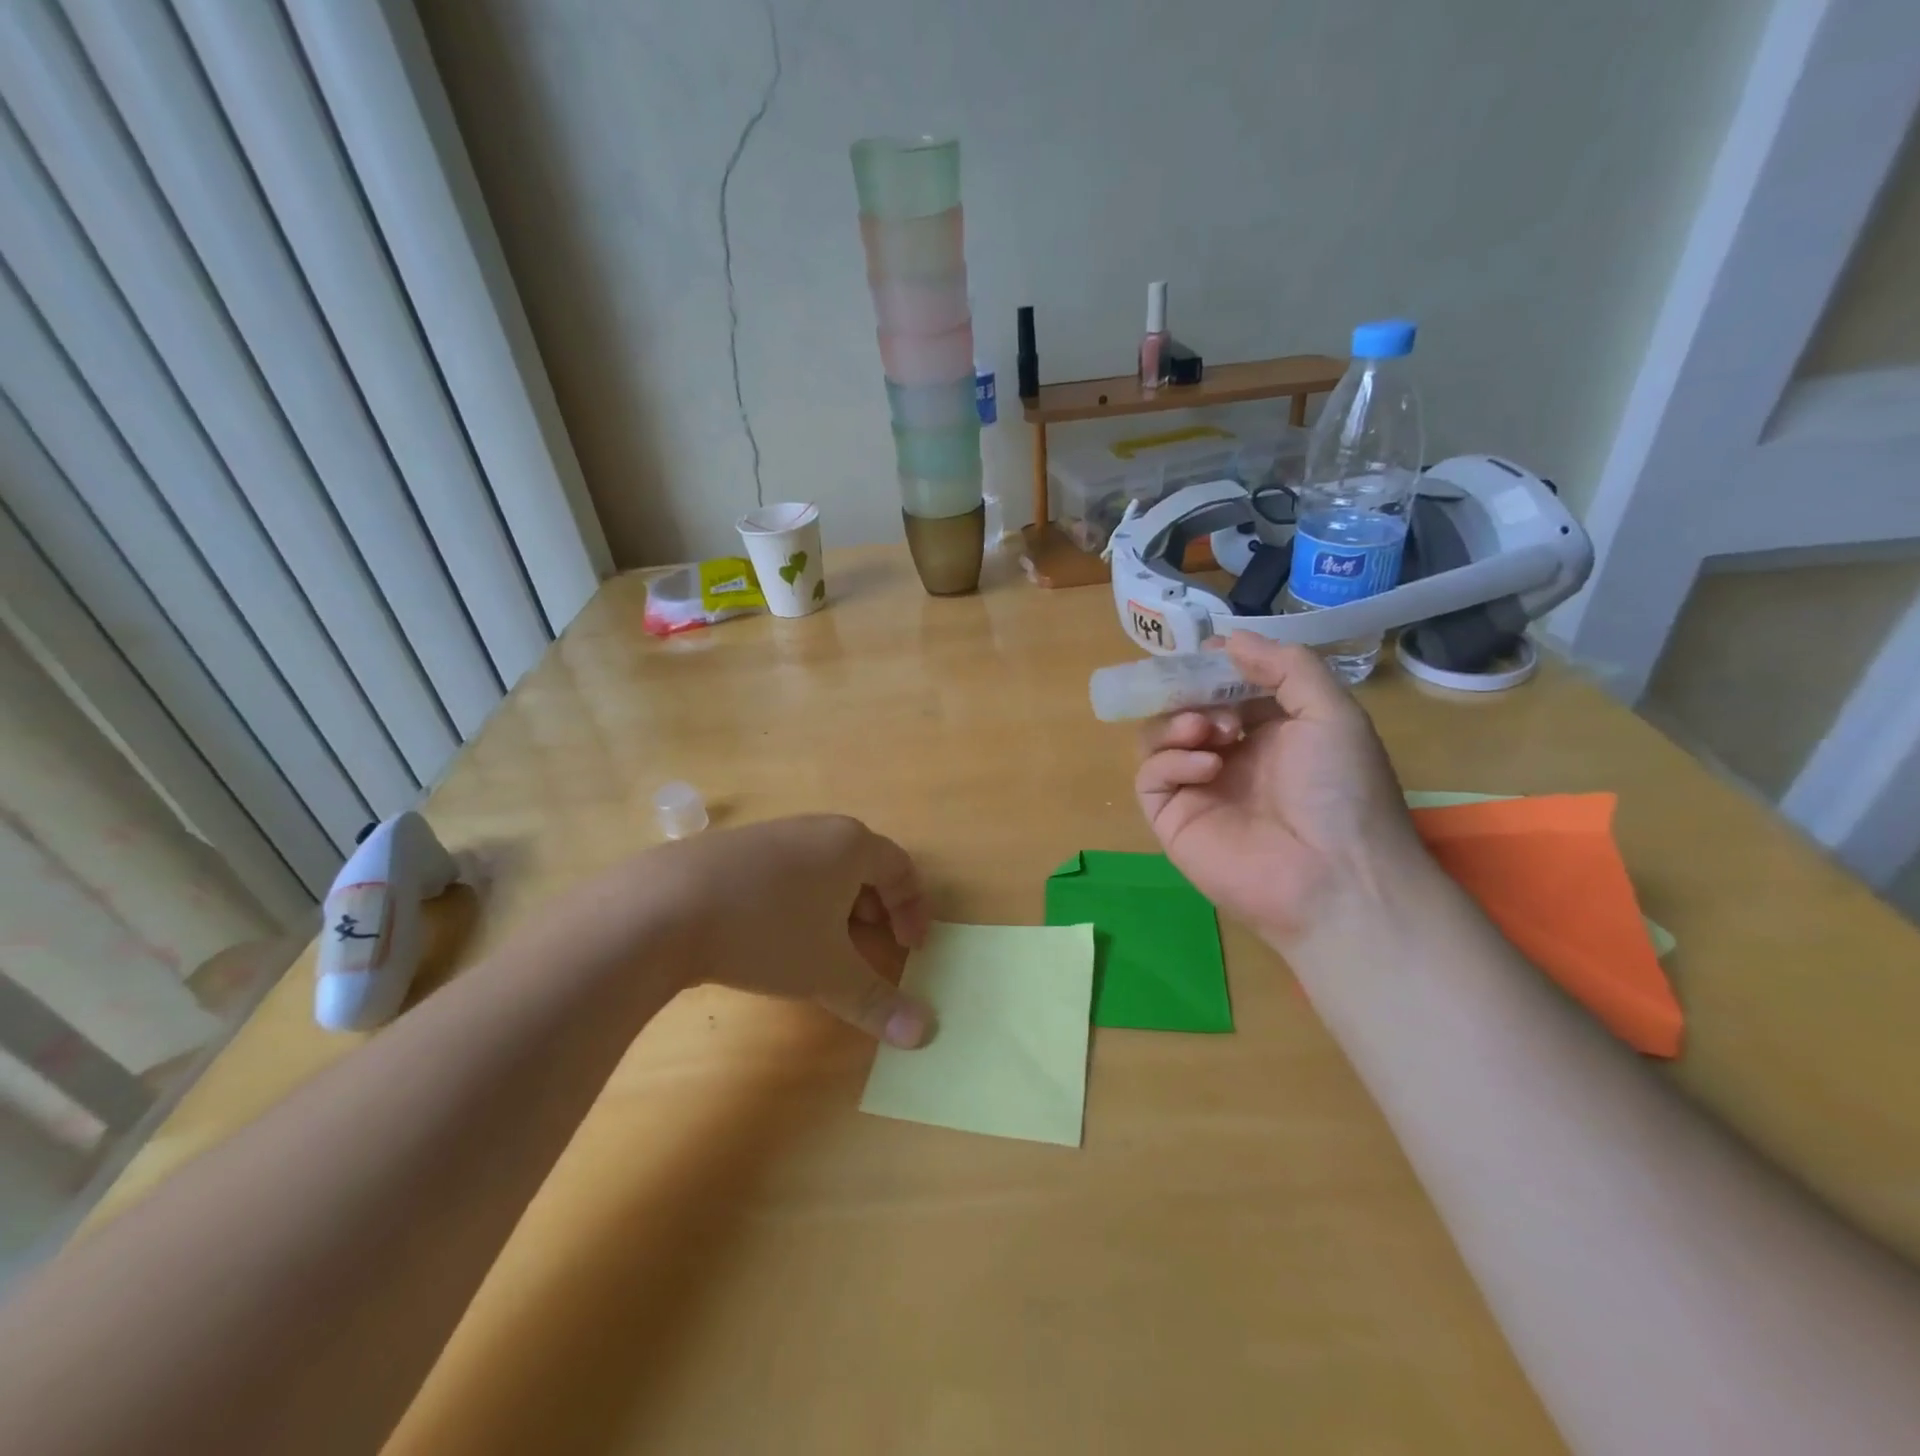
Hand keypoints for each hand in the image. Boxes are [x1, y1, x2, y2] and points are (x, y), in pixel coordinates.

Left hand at [650, 814, 934, 1046]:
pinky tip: (775, 933)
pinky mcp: (735, 848)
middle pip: (865, 864)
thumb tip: (925, 1034)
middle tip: (875, 943)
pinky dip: (801, 899)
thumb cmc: (766, 931)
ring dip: (839, 904)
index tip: (913, 948)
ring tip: (827, 943)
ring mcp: (773, 833)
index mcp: (851, 845)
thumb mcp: (827, 973)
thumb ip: (878, 1002)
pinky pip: (788, 869)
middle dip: (878, 907)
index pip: (901, 869)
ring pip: (824, 866)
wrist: (663, 907)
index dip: (914, 910)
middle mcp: (817, 829)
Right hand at [1135, 635, 1420, 943]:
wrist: (1335, 878)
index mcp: (1270, 732)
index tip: (1209, 652)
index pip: (1226, 687)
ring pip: (1159, 736)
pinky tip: (1205, 765)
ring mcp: (1199, 787)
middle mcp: (1231, 756)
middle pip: (1185, 706)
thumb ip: (1287, 667)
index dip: (1214, 667)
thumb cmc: (1342, 792)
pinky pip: (1151, 775)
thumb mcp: (1332, 713)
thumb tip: (1230, 638)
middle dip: (1192, 693)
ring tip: (1212, 732)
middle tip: (1209, 699)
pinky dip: (1170, 759)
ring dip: (1179, 721)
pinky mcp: (1172, 817)